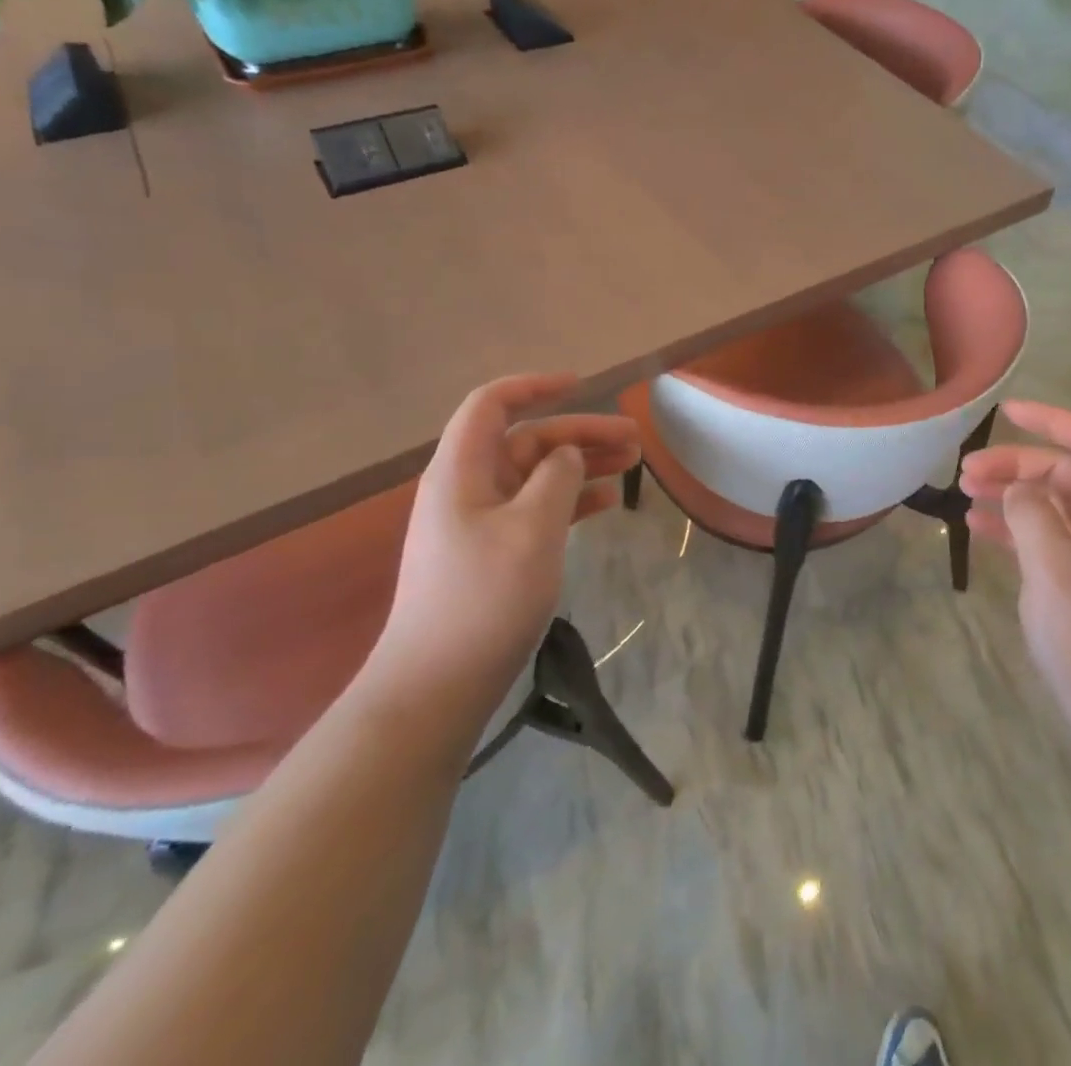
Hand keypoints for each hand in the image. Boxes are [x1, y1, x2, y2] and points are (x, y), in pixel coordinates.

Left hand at [368, 374, 640, 720]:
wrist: (436, 686)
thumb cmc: (484, 599)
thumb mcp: (532, 529)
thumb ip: (557, 479)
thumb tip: (568, 455)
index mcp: (462, 471)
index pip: (492, 404)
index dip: (535, 386)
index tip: (582, 385)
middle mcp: (467, 488)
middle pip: (527, 441)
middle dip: (580, 433)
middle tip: (635, 439)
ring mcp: (478, 523)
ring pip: (536, 476)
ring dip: (582, 466)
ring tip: (632, 465)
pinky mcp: (491, 554)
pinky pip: (536, 510)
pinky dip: (571, 501)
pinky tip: (607, 504)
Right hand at [960, 401, 1070, 750]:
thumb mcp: (1055, 568)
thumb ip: (1032, 515)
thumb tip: (1017, 488)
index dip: (1052, 420)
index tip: (1007, 412)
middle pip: (1063, 472)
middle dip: (1015, 463)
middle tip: (966, 472)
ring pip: (1049, 503)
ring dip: (1009, 493)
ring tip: (963, 494)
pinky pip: (1043, 536)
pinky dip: (1012, 527)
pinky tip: (976, 529)